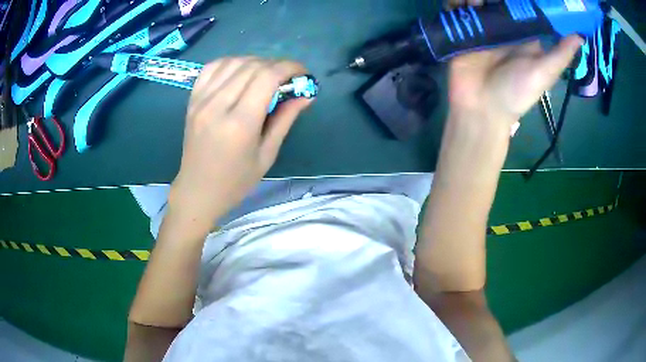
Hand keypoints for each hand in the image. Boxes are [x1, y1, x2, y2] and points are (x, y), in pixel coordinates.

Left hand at [170, 57, 311, 229]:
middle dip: (276, 65)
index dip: (290, 67)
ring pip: (233, 62)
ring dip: (255, 62)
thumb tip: (306, 95)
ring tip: (265, 75)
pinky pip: (212, 67)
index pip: (267, 77)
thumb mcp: (267, 155)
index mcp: (240, 123)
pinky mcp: (192, 99)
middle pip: (252, 66)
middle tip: (287, 78)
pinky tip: (240, 72)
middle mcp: (218, 105)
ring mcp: (201, 100)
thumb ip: (285, 119)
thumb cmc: (236, 181)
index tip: (302, 73)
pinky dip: (231, 63)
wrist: (198, 190)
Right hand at [446, 0, 582, 126]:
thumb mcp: (544, 73)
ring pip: (478, 0)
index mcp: (525, 34)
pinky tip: (461, 4)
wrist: (481, 108)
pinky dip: (455, 1)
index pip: (525, 6)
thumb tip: (581, 36)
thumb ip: (560, 54)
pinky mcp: (461, 30)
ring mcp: (482, 26)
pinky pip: (456, 8)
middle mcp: (504, 27)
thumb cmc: (516, 93)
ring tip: (476, 2)